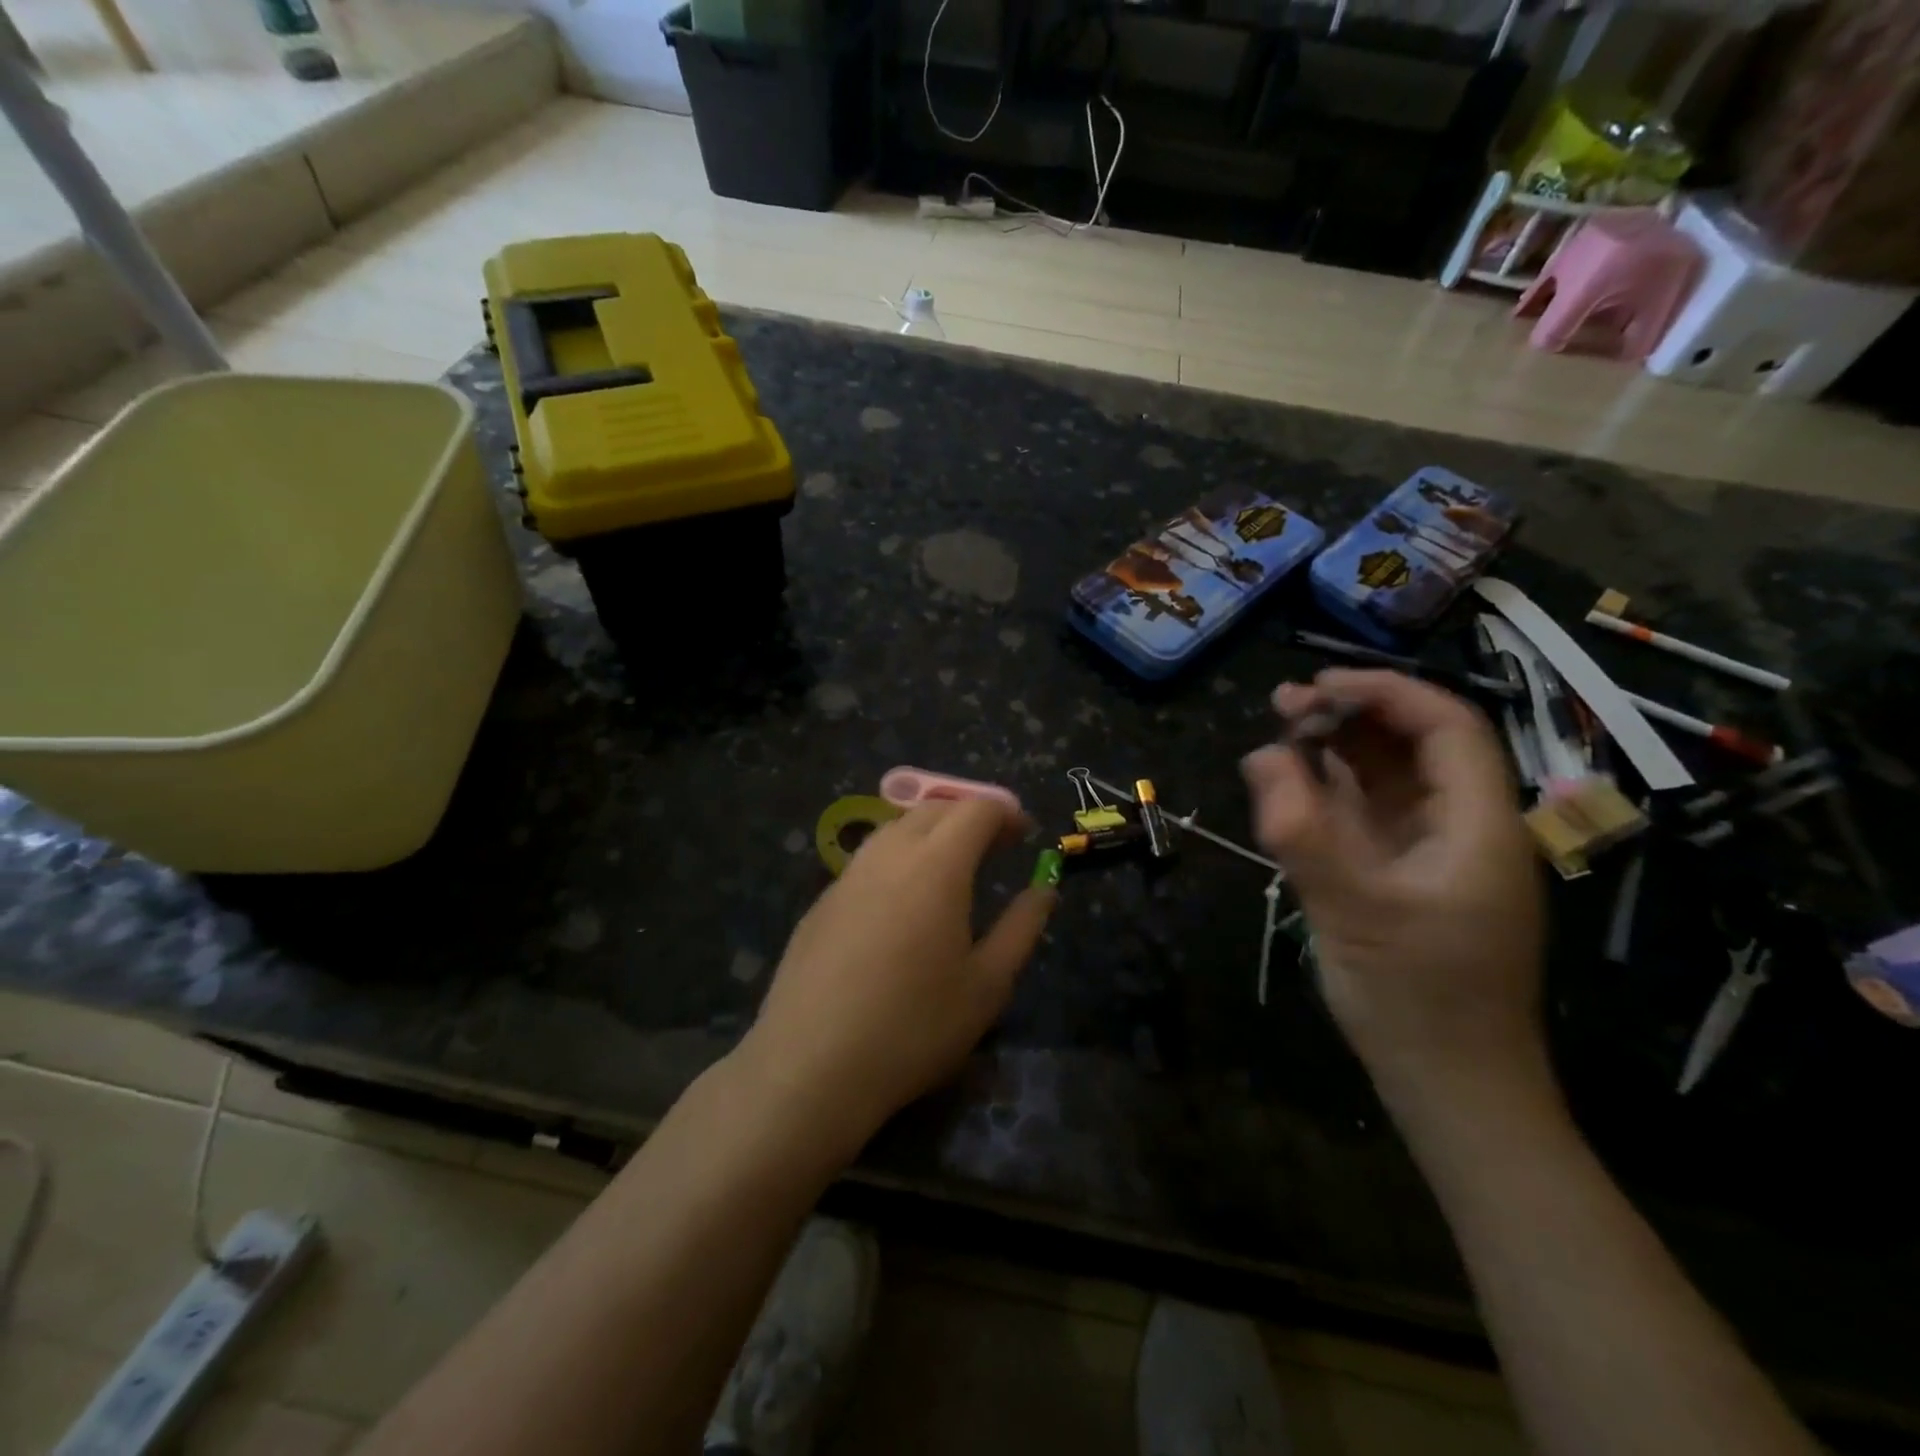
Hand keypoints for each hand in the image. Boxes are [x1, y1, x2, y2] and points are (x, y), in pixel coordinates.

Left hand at [736, 799, 1055, 1158]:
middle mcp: (889, 855)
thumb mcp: (987, 985)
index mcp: (936, 865)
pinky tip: (901, 904)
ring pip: (895, 828)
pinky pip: (868, 860)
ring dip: (930, 832)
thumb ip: (1021, 927)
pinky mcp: (821, 902)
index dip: (1005, 812)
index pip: (975, 809)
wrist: (811, 1065)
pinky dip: (897, 859)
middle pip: (934, 809)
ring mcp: (848, 876)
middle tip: (995, 847)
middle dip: (969, 815)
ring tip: (951, 868)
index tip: (1024, 834)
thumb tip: (1044, 889)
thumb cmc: (914, 1027)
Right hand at [1241, 670, 1545, 1102]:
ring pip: (1391, 778)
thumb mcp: (1353, 911)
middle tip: (1283, 705)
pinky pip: (1370, 816)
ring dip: (1338, 750)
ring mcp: (1435, 854)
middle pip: (1417, 746)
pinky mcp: (1406, 877)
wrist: (1451, 1087)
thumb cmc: (1417, 1001)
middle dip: (1352, 716)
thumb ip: (1303, 830)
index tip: (1318, 686)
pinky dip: (1331, 792)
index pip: (1446, 728)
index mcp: (1479, 826)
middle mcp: (1464, 828)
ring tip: (1280, 732)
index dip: (1385, 693)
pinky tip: (1291, 785)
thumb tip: (1263, 755)